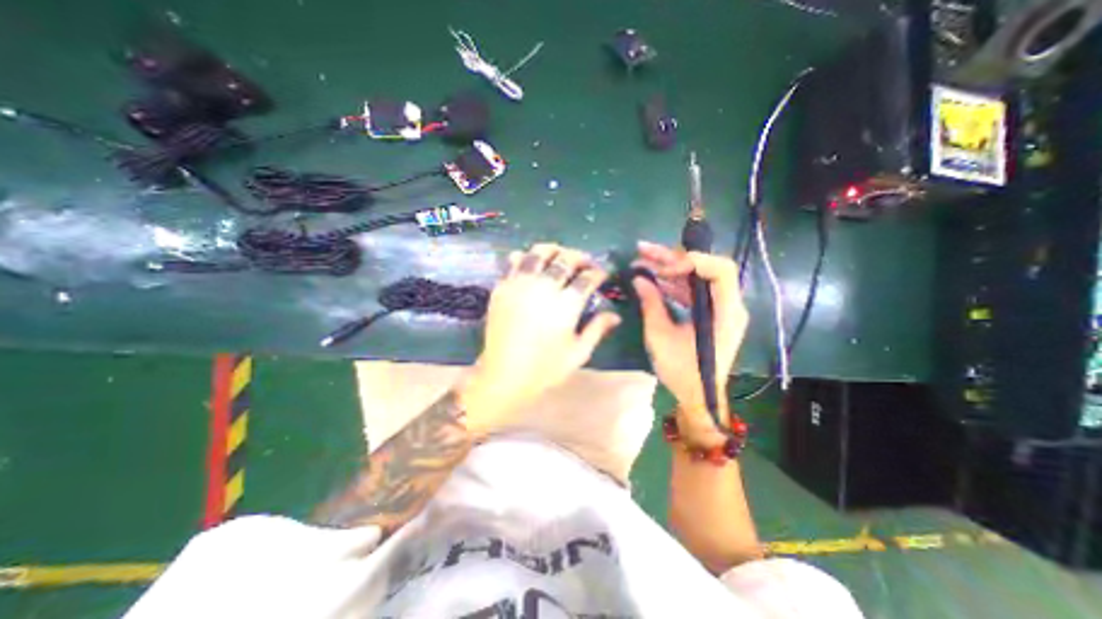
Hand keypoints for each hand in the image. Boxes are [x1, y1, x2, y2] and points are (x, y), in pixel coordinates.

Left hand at [462, 241, 624, 434]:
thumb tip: (615, 316)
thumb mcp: (578, 353)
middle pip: (565, 260)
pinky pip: (514, 263)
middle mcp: (543, 288)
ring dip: (553, 249)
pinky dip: (525, 257)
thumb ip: (597, 330)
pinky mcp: (502, 288)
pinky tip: (530, 260)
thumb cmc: (544, 369)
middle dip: (579, 257)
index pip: (587, 278)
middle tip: (585, 262)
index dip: (598, 272)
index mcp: (565, 305)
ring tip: (560, 254)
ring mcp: (520, 285)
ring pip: (538, 253)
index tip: (602, 273)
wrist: (503, 376)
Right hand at [633, 242, 754, 444]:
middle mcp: (728, 305)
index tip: (664, 267)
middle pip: (705, 268)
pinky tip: (652, 280)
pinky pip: (692, 291)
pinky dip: (673, 284)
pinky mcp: (709, 313)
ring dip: (669, 268)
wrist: (697, 396)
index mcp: (725, 313)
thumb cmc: (682, 371)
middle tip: (643, 251)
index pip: (721, 270)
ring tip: (641, 261)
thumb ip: (651, 304)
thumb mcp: (660, 337)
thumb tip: (639, 279)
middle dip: (672, 258)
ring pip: (696, 277)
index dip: (693, 260)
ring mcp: (719, 308)